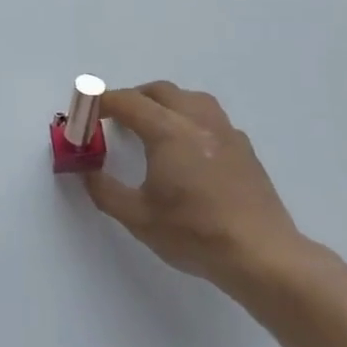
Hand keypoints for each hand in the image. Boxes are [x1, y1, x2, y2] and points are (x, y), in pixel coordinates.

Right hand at [84, 82, 312, 306]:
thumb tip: (87, 171)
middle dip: (132, 98)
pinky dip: (190, 120)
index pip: (127, 102)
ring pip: (190, 98)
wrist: (261, 255)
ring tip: (152, 126)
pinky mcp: (244, 149)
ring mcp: (226, 132)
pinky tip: (187, 149)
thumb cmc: (194, 234)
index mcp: (168, 132)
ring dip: (164, 103)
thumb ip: (105, 190)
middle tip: (114, 120)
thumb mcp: (138, 218)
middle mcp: (198, 121)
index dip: (101, 103)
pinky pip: (211, 118)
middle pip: (160, 91)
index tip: (85, 115)